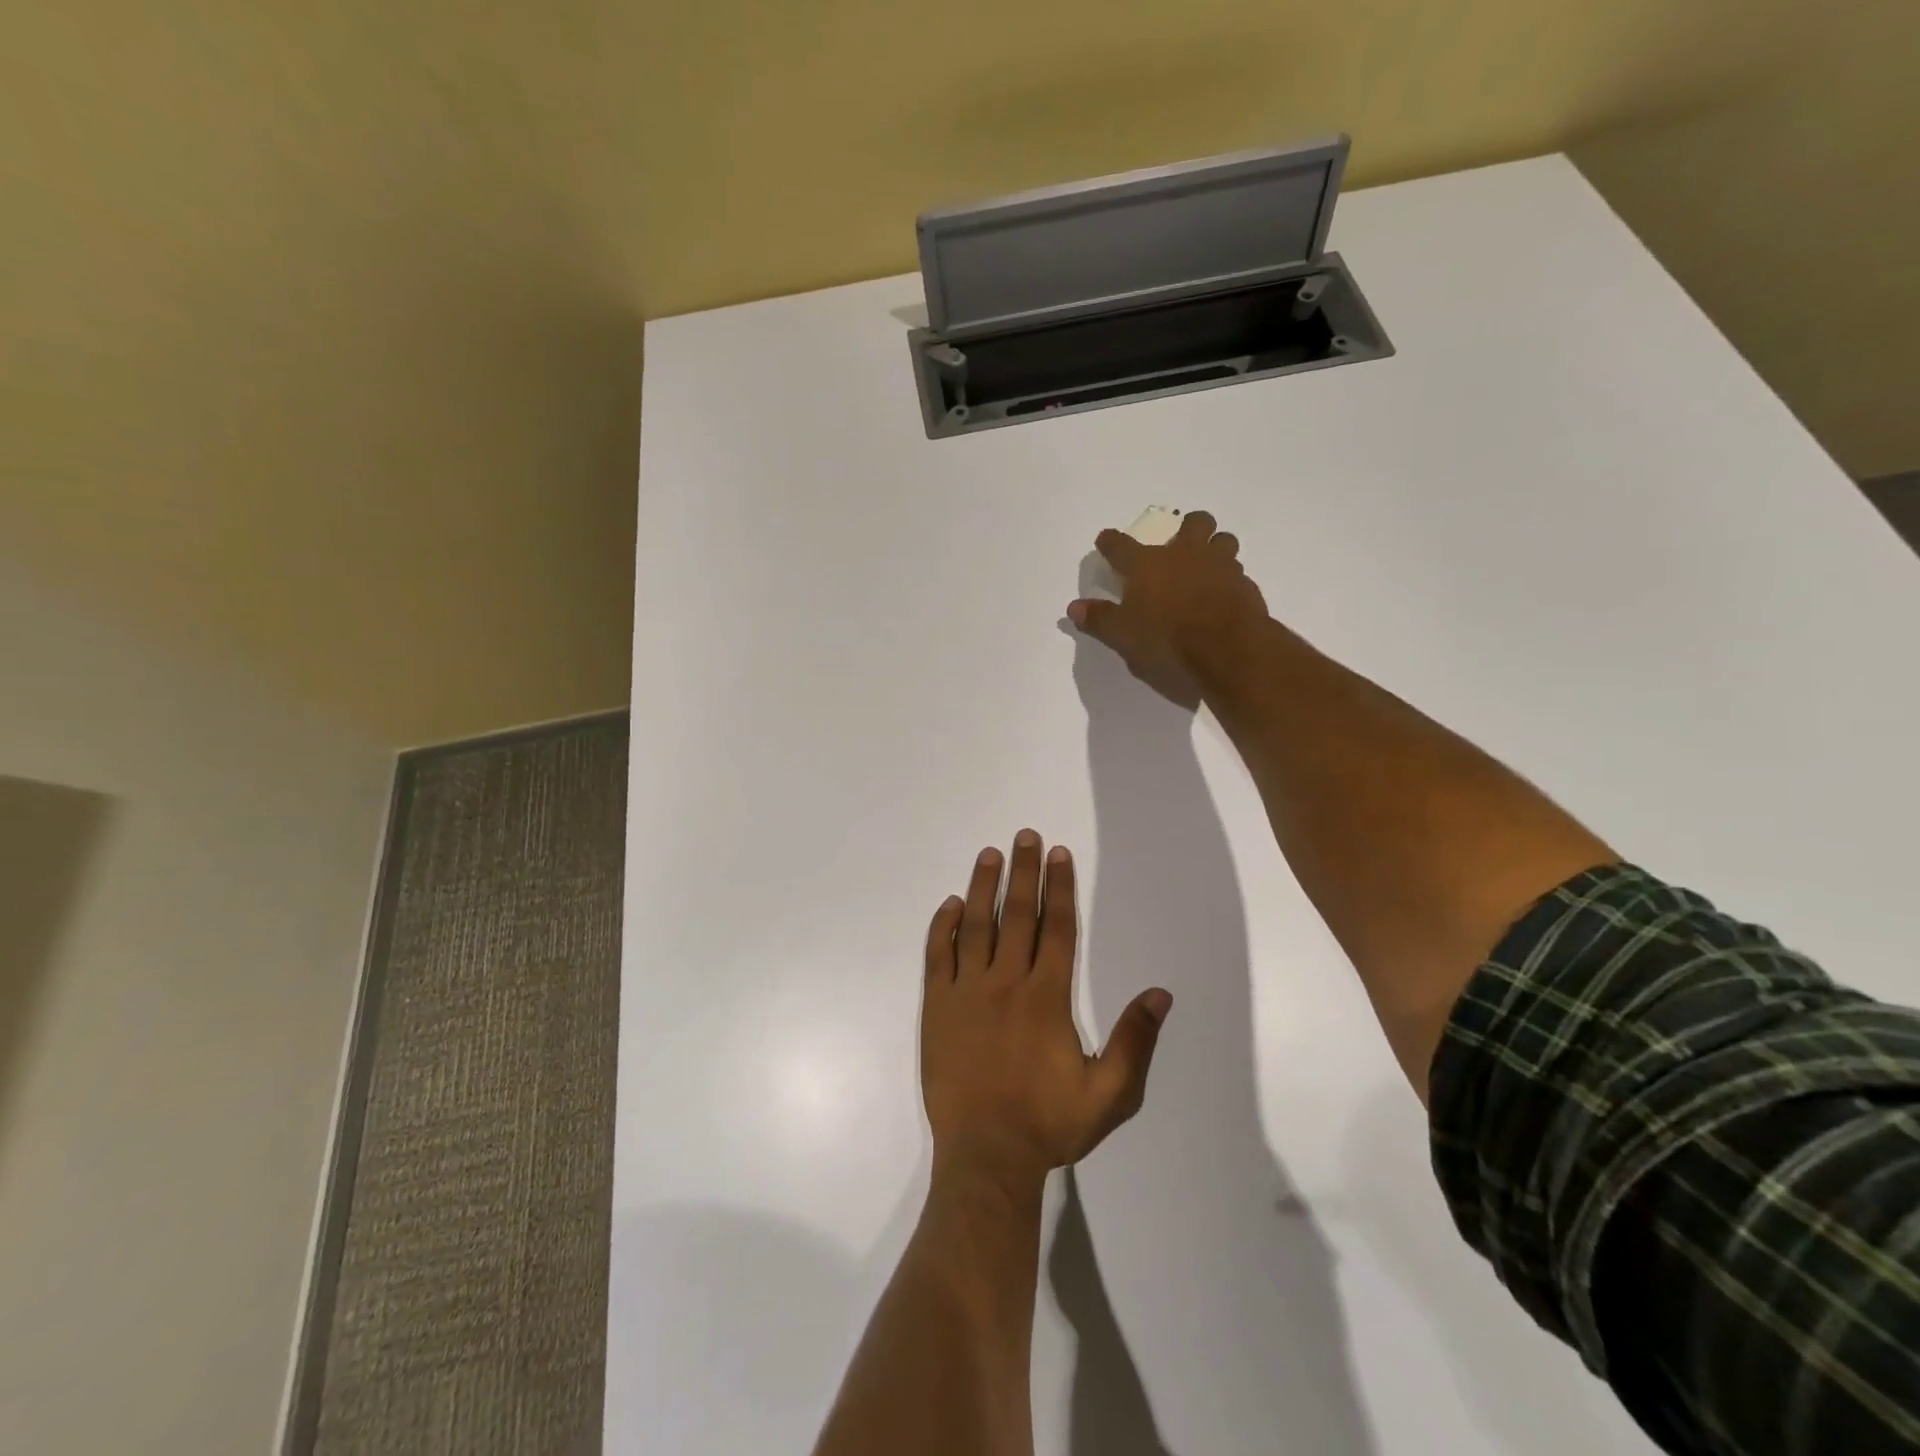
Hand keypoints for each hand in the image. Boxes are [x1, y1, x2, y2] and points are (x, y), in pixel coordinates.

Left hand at [921, 831, 1171, 1192]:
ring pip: (975, 926)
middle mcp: (1006, 983)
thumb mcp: (1109, 1094)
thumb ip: (1134, 1041)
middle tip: (1025, 836)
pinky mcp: (937, 1007)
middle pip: (1018, 915)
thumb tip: (1160, 994)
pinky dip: (943, 927)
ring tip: (989, 854)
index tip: (1058, 855)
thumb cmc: (1049, 1124)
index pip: (1057, 928)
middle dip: (1023, 872)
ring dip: (983, 887)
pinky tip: (950, 905)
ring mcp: (966, 992)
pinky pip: (938, 956)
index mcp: (1046, 997)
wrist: (986, 1156)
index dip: (1059, 888)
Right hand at [1067, 510, 1267, 705]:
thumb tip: (1073, 608)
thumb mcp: (1123, 635)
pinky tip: (1223, 594)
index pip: (1120, 546)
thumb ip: (1099, 619)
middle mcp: (1185, 555)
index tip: (1105, 540)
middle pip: (1192, 523)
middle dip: (1187, 527)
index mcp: (1147, 565)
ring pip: (1223, 540)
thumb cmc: (1166, 640)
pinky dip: (1229, 578)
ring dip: (1215, 547)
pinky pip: (1237, 571)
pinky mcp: (1245, 584)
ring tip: (1207, 565)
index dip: (1110, 542)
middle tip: (1180, 544)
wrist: (1227, 649)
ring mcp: (1220, 566)